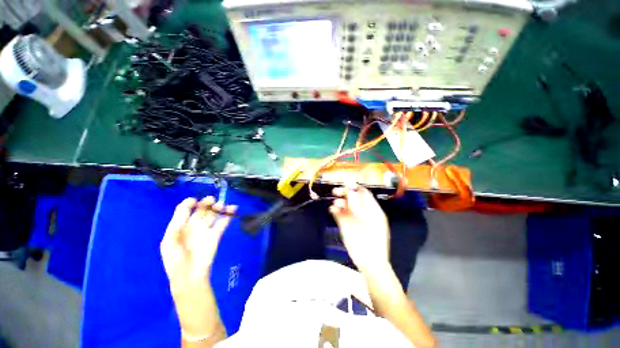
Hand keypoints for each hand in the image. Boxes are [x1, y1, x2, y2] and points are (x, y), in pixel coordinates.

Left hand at [160, 196, 236, 289]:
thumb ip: (177, 223)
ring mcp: (205, 230)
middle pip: (200, 211)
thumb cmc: (175, 259)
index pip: (184, 210)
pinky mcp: (216, 235)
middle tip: (211, 200)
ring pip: (213, 215)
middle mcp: (193, 226)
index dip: (189, 204)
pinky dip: (228, 216)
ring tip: (221, 204)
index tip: (195, 200)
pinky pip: (222, 223)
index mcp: (179, 227)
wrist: (189, 276)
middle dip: (206, 204)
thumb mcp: (169, 241)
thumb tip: (189, 206)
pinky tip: (233, 209)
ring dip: (218, 208)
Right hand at [329, 185, 390, 273]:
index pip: (364, 193)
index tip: (346, 184)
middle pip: (352, 198)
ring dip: (339, 202)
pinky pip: (339, 213)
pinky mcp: (345, 224)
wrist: (369, 262)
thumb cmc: (373, 240)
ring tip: (336, 204)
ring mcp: (353, 218)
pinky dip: (335, 209)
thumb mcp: (372, 219)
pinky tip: (333, 209)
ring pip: (345, 205)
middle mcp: (362, 211)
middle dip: (344, 193)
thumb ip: (362, 204)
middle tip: (336, 191)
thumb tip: (354, 190)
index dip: (355, 188)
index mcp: (372, 209)